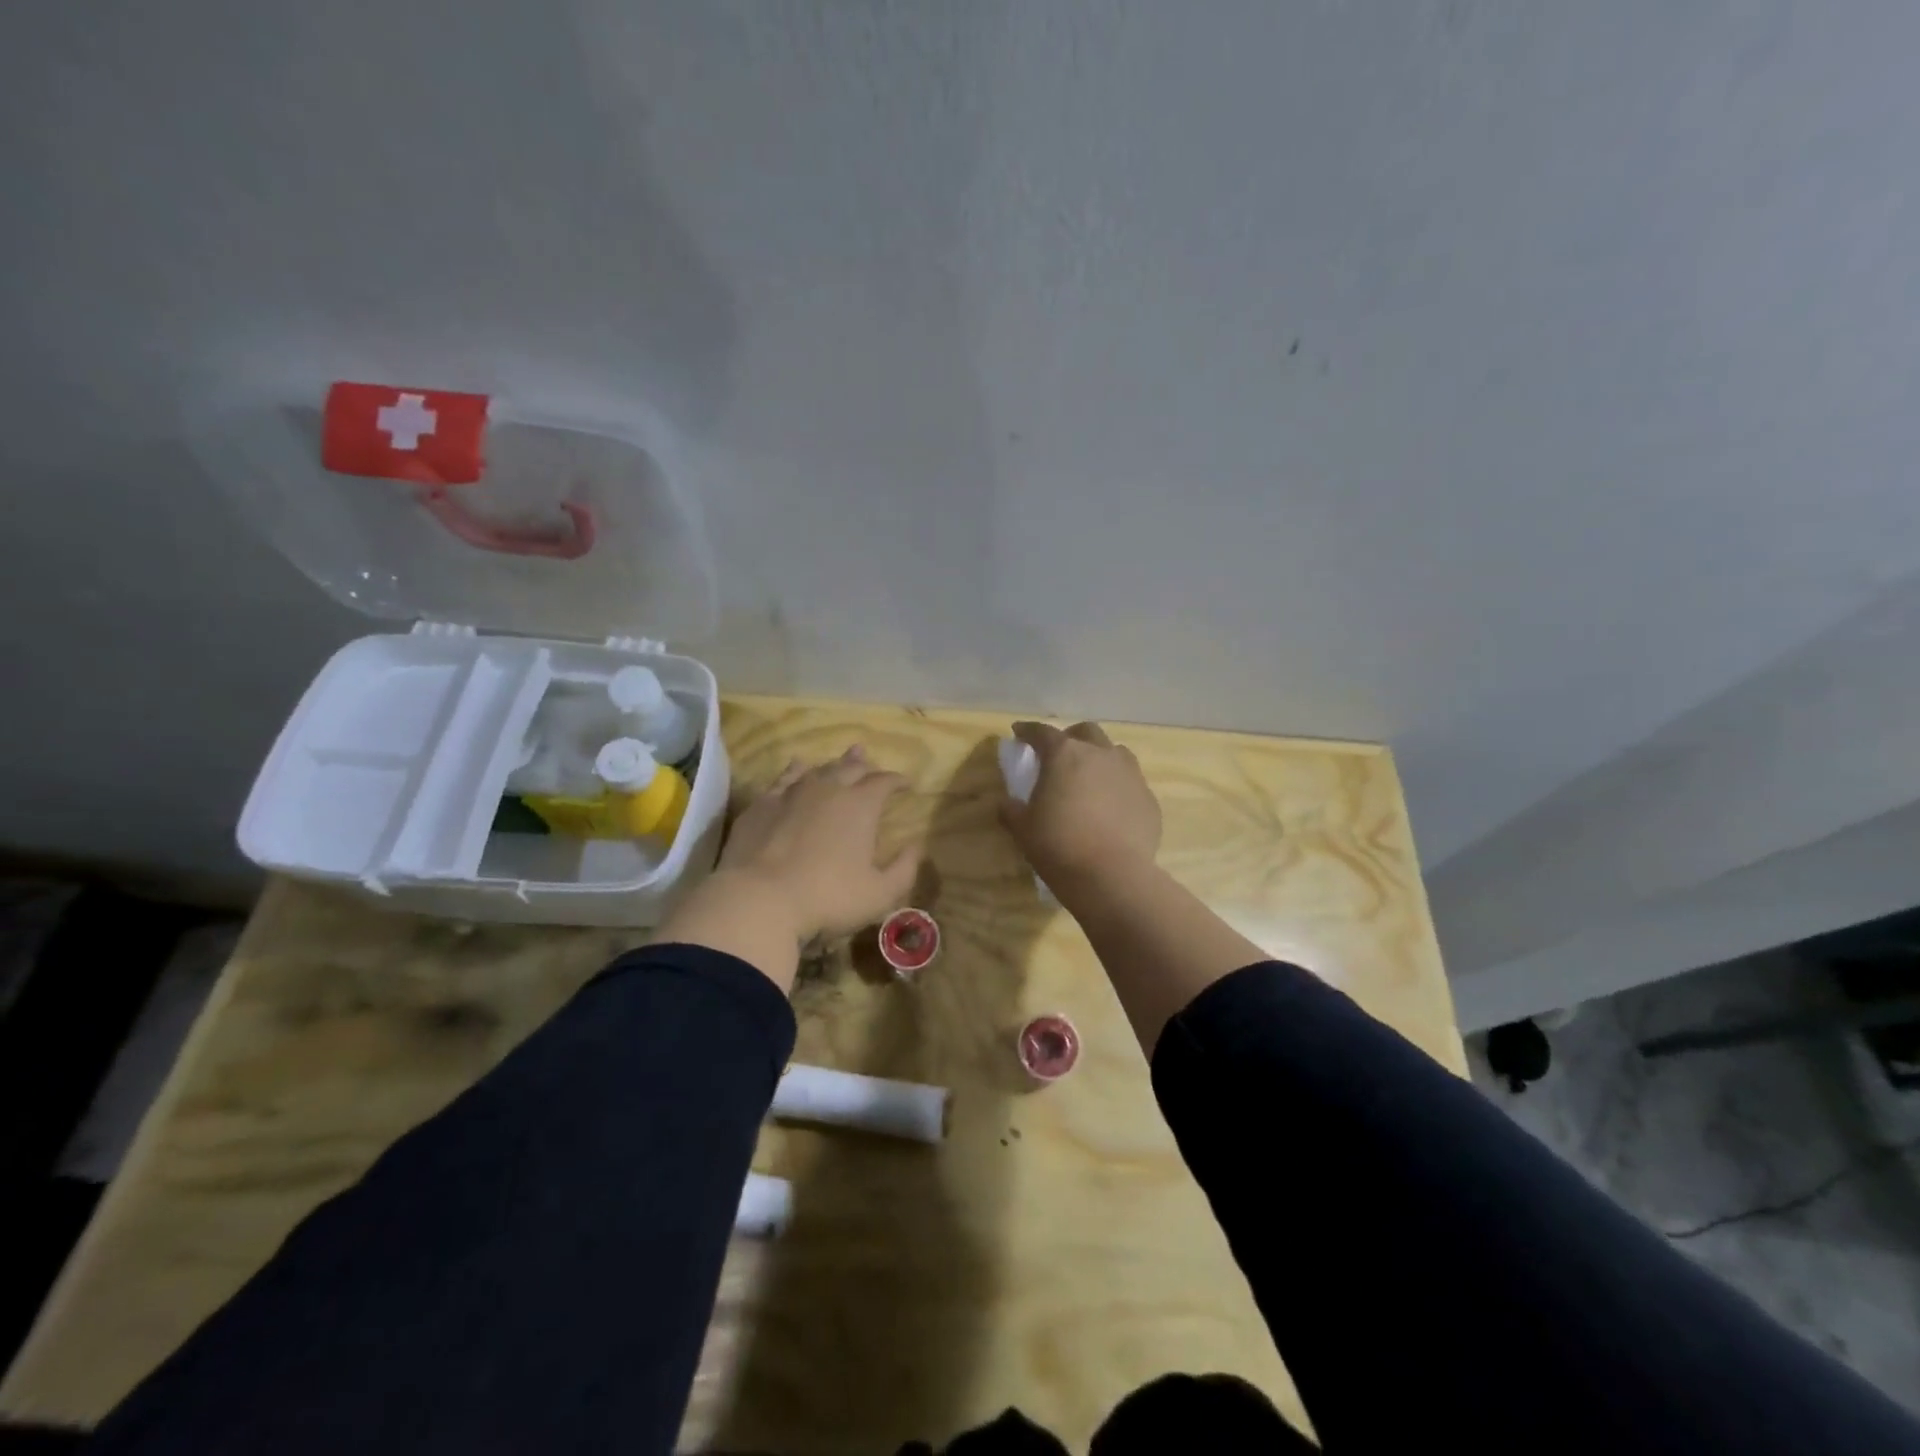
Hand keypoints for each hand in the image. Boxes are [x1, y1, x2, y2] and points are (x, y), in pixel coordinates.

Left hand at [714, 745, 921, 943]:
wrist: (760, 900)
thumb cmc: (828, 898)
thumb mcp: (879, 894)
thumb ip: (904, 869)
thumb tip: (916, 846)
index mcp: (860, 806)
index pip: (884, 782)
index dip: (897, 781)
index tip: (906, 784)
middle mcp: (828, 789)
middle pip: (851, 768)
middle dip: (866, 766)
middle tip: (872, 767)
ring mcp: (792, 794)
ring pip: (819, 769)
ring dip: (834, 765)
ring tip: (843, 760)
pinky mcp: (762, 805)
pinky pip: (784, 778)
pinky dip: (796, 771)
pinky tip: (798, 767)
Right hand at [999, 721, 1161, 889]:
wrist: (1112, 876)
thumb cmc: (1059, 846)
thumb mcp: (1023, 829)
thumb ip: (1012, 810)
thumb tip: (1008, 803)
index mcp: (1065, 754)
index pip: (1042, 732)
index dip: (1028, 731)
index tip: (1019, 733)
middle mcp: (1101, 754)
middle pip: (1086, 732)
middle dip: (1070, 738)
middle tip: (1059, 755)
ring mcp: (1130, 774)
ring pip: (1115, 753)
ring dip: (1100, 758)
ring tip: (1090, 778)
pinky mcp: (1149, 799)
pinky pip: (1131, 783)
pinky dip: (1118, 788)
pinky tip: (1111, 809)